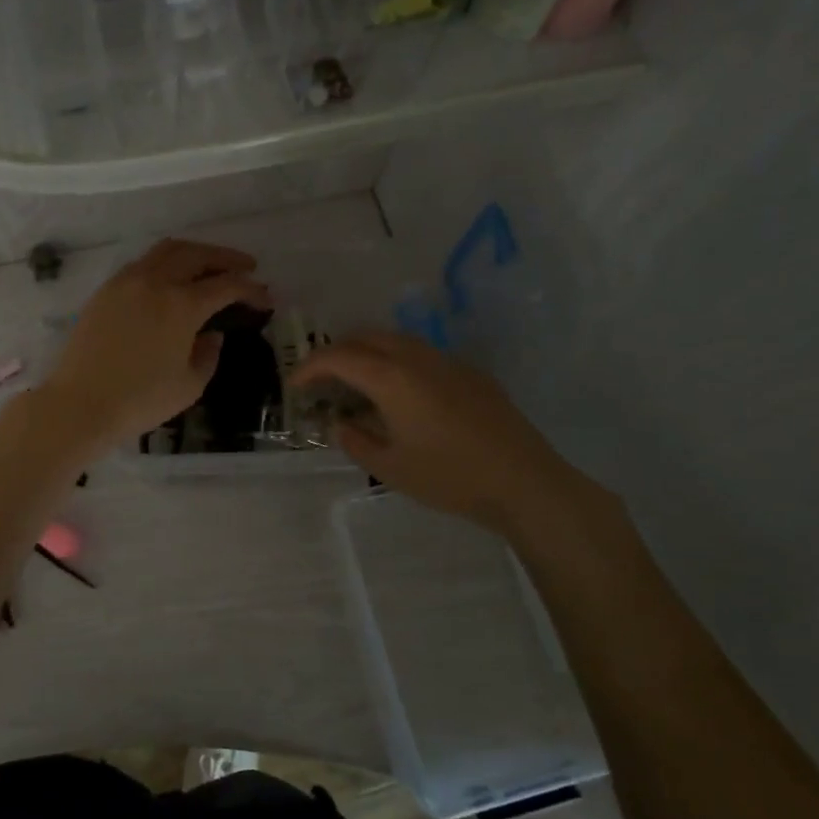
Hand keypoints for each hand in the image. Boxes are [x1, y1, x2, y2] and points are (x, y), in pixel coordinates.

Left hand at [39, 239, 270, 457]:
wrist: (81, 404)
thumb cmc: (140, 401)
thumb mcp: (189, 385)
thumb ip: (208, 354)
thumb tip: (212, 334)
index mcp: (182, 305)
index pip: (227, 285)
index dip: (251, 289)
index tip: (265, 298)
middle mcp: (156, 282)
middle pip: (198, 254)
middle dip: (226, 258)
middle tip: (246, 268)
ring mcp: (127, 281)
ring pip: (167, 250)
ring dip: (195, 252)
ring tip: (210, 265)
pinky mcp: (106, 290)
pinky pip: (143, 262)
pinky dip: (165, 262)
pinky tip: (171, 278)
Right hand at [291, 331, 580, 529]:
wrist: (523, 481)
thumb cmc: (450, 477)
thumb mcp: (390, 468)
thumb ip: (356, 441)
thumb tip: (341, 424)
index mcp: (392, 378)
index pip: (340, 357)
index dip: (311, 367)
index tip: (295, 384)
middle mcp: (418, 358)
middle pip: (367, 337)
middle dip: (337, 351)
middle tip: (322, 377)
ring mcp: (448, 362)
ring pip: (397, 340)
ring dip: (369, 351)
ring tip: (357, 381)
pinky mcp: (471, 373)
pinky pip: (422, 354)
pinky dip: (397, 360)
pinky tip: (401, 393)